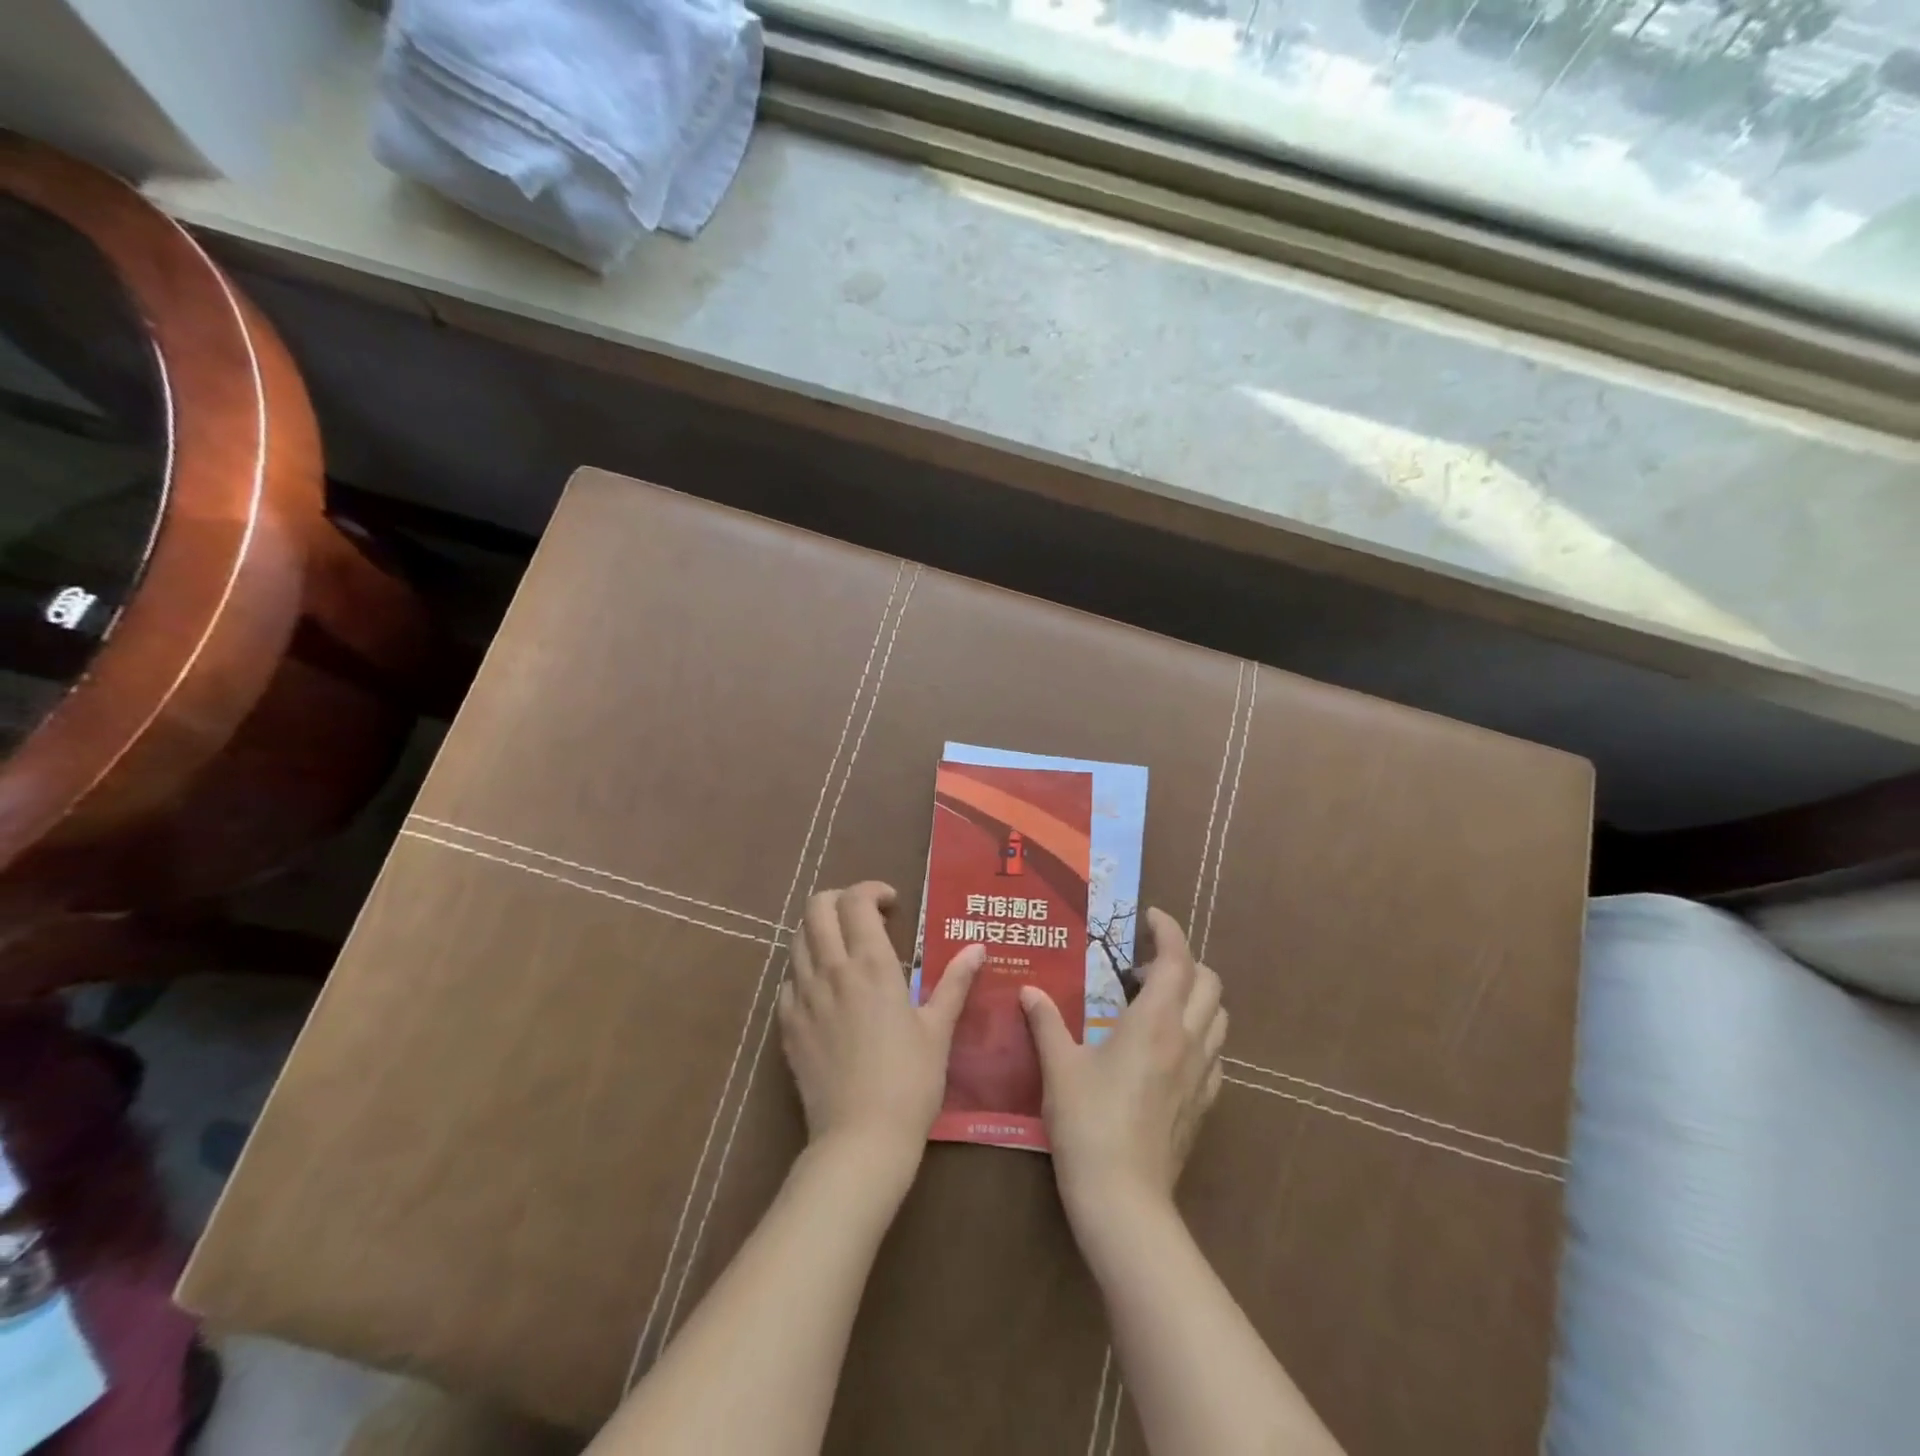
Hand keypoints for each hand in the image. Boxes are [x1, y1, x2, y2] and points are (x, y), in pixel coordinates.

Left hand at [779, 881, 986, 1173]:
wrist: (861, 1138)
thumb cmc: (910, 1080)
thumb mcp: (938, 1028)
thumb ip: (955, 982)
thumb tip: (977, 948)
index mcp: (871, 964)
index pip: (856, 901)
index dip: (872, 890)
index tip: (891, 904)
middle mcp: (832, 970)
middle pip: (817, 908)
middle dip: (838, 899)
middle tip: (863, 916)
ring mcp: (803, 996)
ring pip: (797, 940)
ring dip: (820, 931)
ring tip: (844, 949)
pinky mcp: (787, 1025)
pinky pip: (789, 981)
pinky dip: (805, 971)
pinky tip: (825, 991)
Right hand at [1020, 908, 1225, 1223]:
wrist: (1124, 1199)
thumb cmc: (1088, 1123)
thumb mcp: (1059, 1066)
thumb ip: (1045, 1022)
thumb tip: (1029, 990)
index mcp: (1155, 1022)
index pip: (1177, 959)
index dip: (1168, 931)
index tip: (1150, 917)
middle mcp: (1187, 1040)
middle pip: (1209, 983)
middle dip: (1184, 961)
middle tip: (1143, 968)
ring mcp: (1202, 1074)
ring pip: (1219, 1017)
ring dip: (1196, 997)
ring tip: (1157, 1004)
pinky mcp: (1204, 1104)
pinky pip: (1216, 1054)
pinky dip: (1200, 1035)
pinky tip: (1168, 1050)